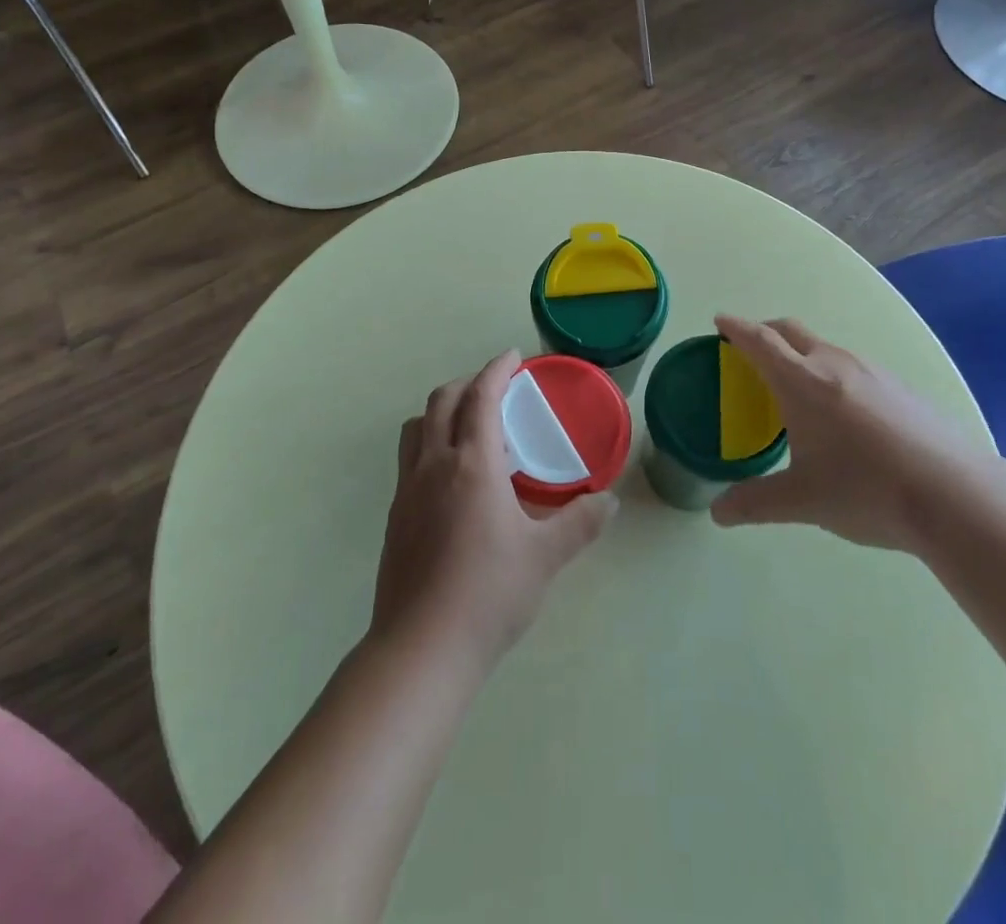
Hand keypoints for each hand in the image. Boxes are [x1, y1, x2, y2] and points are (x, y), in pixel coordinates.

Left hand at [372, 350, 616, 668]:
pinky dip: (431, 443)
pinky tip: (452, 477)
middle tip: (495, 386)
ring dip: (442, 410)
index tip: (514, 357)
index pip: (481, 397)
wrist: (421, 649)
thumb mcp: (545, 557)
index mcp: (471, 464)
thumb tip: (611, 501)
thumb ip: (580, 523)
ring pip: (418, 427)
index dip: (497, 370)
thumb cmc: (489, 593)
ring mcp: (407, 490)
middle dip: (468, 383)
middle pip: (442, 401)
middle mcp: (433, 465)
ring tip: (470, 424)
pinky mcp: (395, 516)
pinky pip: (410, 459)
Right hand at [710, 316, 997, 554]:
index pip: (760, 341)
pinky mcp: (898, 386)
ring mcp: (871, 371)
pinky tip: (839, 409)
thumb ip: (754, 502)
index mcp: (802, 382)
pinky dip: (828, 370)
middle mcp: (834, 364)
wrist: (955, 495)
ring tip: (793, 384)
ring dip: (799, 352)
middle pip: (791, 331)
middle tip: (748, 349)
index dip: (736, 328)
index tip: (720, 321)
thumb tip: (717, 512)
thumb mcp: (802, 501)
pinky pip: (850, 364)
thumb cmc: (866, 490)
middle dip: (765, 332)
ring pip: (824, 347)